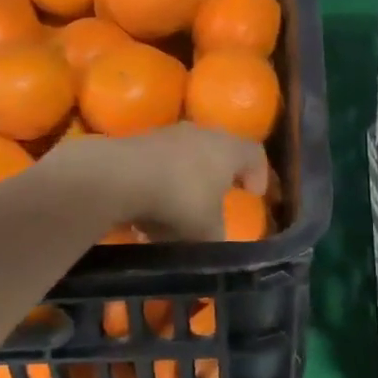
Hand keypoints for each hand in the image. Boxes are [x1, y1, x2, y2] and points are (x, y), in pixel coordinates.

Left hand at [61, 125, 267, 240]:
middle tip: (219, 199)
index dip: (258, 174)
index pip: (254, 154)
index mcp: (228, 149)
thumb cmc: (180, 200)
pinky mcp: (137, 142)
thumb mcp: (207, 231)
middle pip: (219, 151)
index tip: (254, 194)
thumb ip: (217, 237)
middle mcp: (201, 134)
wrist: (119, 178)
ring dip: (186, 181)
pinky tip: (150, 211)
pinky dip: (159, 184)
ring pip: (185, 157)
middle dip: (219, 176)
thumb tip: (216, 243)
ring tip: (179, 212)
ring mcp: (167, 135)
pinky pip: (157, 164)